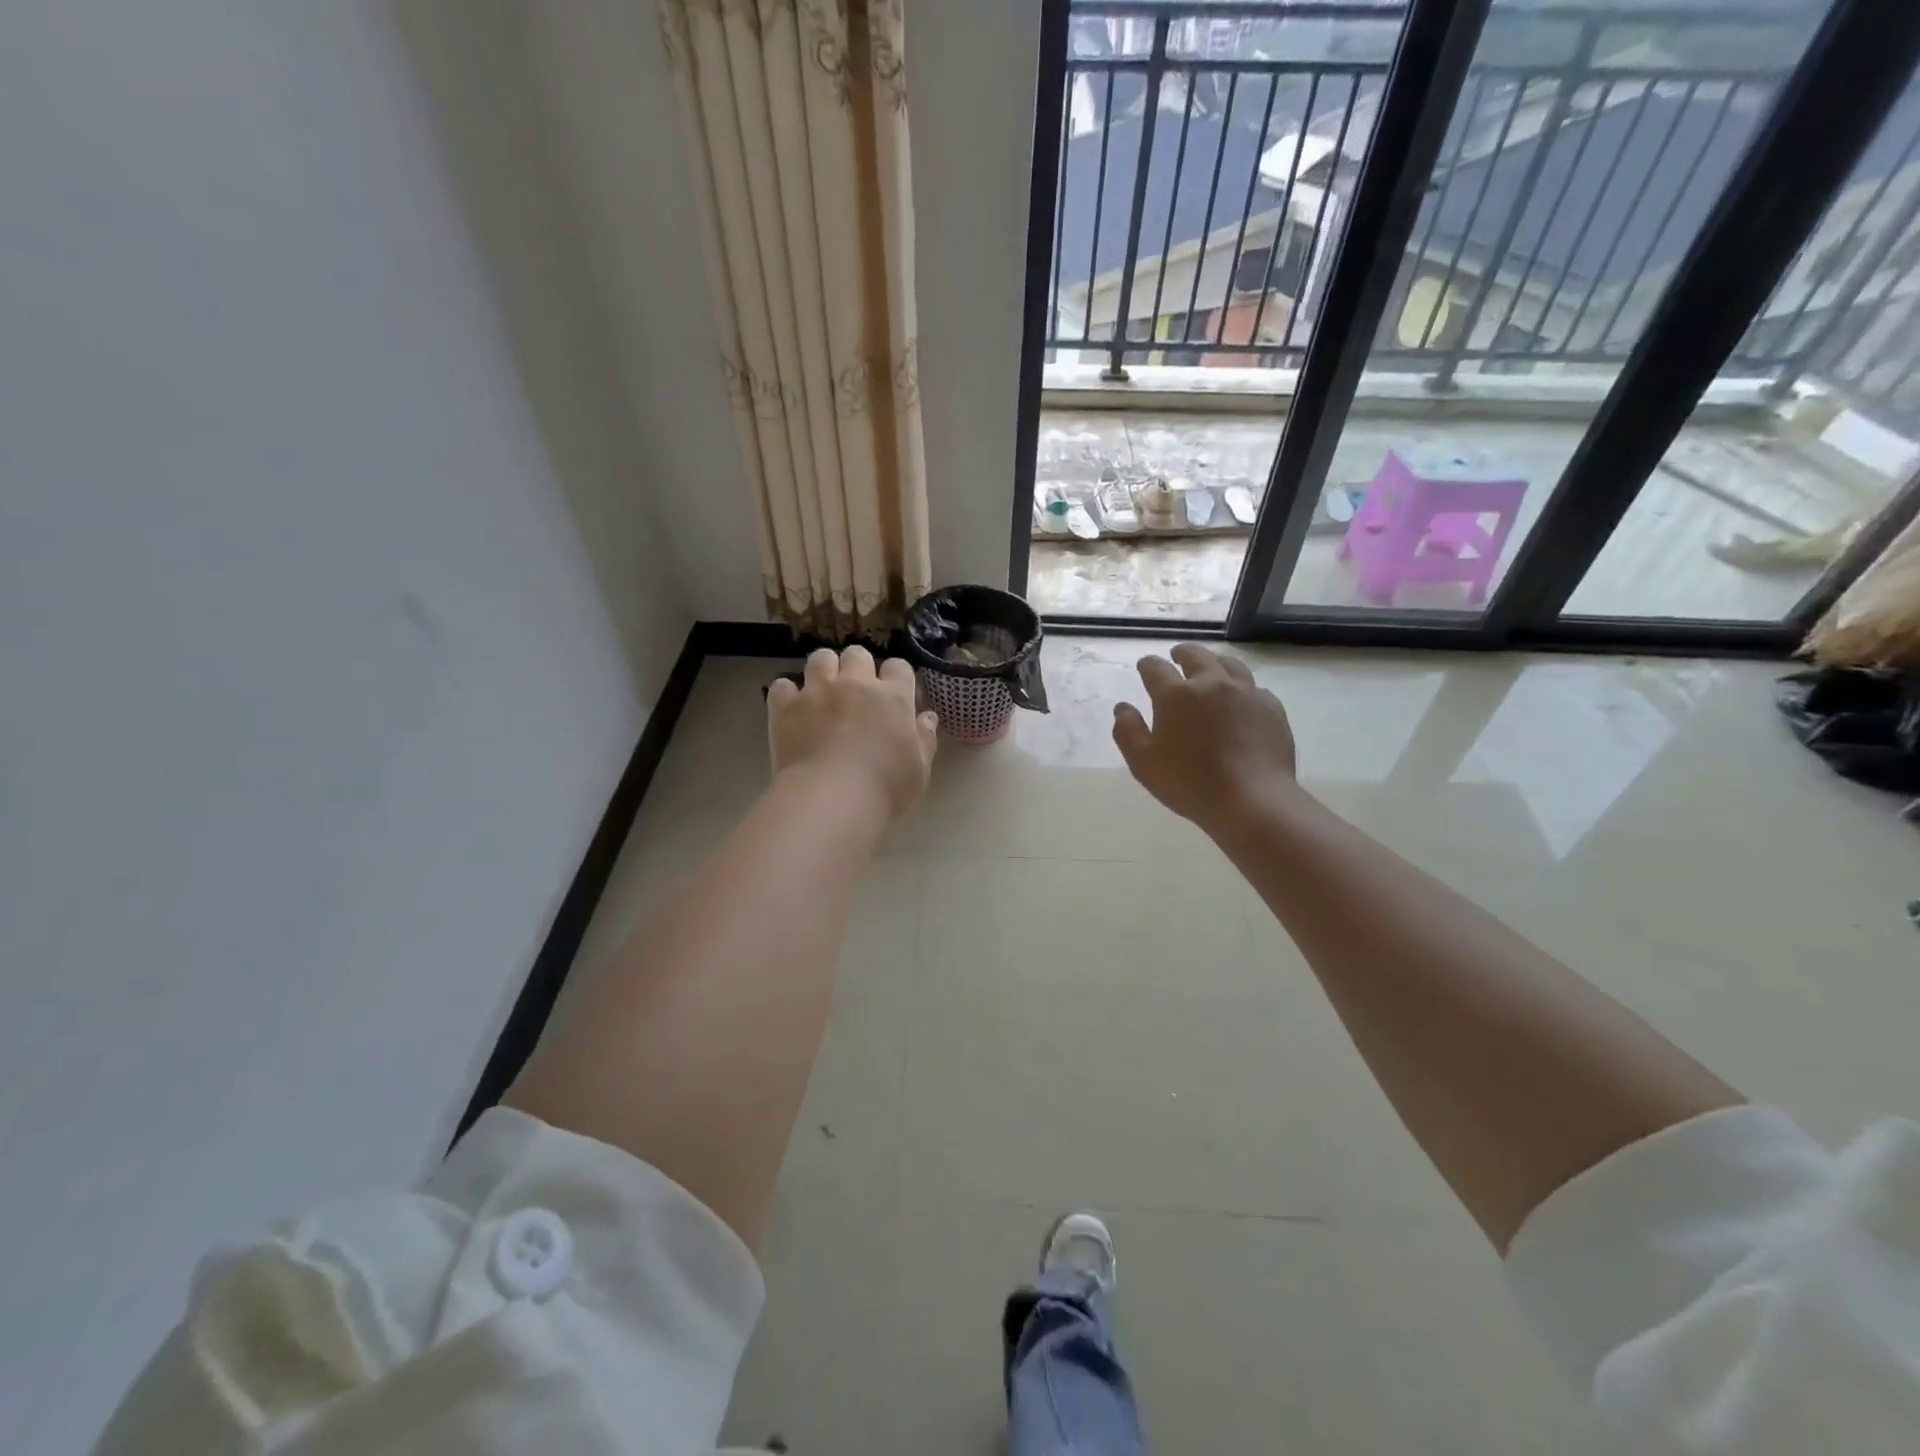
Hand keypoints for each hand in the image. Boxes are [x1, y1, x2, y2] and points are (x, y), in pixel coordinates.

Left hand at [768, 646, 938, 818]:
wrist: (831, 799)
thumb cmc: (884, 789)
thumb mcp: (919, 770)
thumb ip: (924, 738)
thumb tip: (926, 716)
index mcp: (893, 698)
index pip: (898, 667)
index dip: (895, 677)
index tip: (892, 695)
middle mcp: (856, 684)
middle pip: (857, 654)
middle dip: (857, 668)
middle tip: (855, 693)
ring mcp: (818, 691)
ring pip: (820, 658)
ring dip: (824, 671)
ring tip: (822, 692)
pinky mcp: (786, 706)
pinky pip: (783, 685)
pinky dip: (788, 695)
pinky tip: (791, 711)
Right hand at [1112, 643, 1297, 833]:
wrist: (1251, 799)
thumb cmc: (1189, 782)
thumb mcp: (1143, 763)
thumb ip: (1127, 731)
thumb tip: (1122, 708)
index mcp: (1175, 695)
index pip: (1156, 668)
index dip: (1147, 665)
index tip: (1145, 667)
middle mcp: (1211, 683)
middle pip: (1196, 655)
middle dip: (1182, 653)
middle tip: (1177, 656)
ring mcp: (1246, 692)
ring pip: (1229, 664)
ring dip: (1215, 662)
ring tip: (1211, 668)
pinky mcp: (1271, 707)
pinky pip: (1254, 688)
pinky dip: (1242, 688)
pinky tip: (1241, 700)